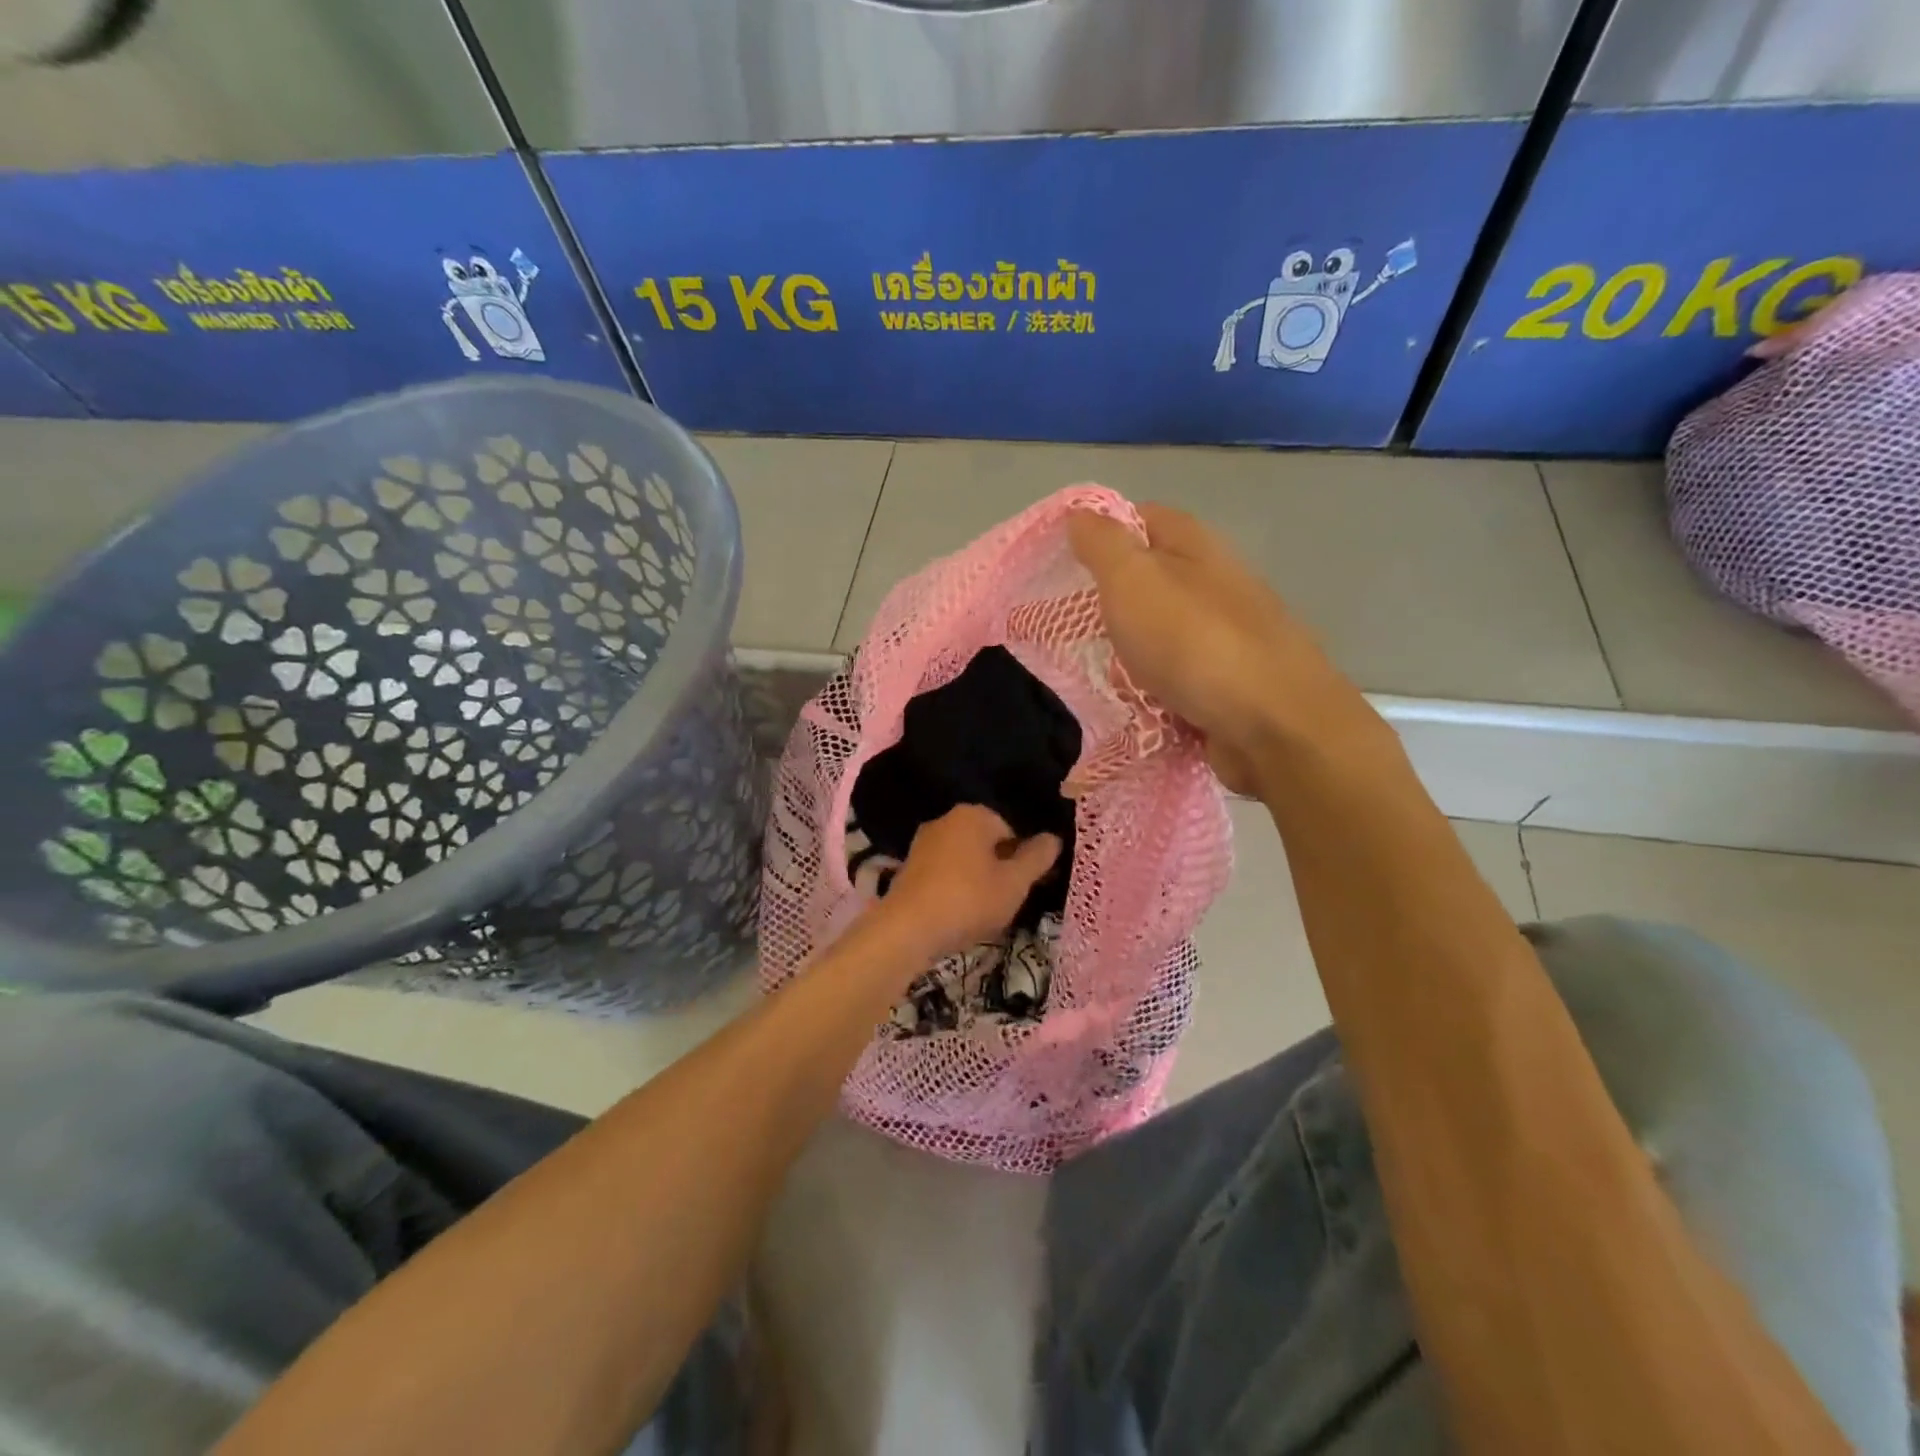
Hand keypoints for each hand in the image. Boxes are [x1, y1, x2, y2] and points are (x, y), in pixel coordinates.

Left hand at [872, 805, 1061, 960]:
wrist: (906, 929)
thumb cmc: (969, 900)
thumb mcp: (1015, 883)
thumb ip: (1037, 858)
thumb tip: (1054, 838)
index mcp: (974, 814)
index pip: (1012, 831)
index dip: (1024, 860)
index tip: (1026, 887)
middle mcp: (946, 819)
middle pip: (987, 843)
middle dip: (1000, 869)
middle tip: (1007, 901)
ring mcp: (923, 843)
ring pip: (965, 859)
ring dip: (977, 881)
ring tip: (983, 912)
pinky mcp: (909, 867)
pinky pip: (944, 873)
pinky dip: (955, 888)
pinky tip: (957, 913)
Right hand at [1069, 503, 1368, 793]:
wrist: (1273, 726)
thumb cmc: (1194, 643)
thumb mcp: (1133, 580)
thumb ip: (1103, 545)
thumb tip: (1079, 515)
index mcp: (1194, 545)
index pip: (1138, 518)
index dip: (1098, 534)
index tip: (1060, 565)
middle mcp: (1214, 582)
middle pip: (1148, 580)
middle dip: (1108, 602)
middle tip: (1070, 625)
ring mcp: (1225, 634)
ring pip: (1159, 633)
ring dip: (1129, 652)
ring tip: (1095, 670)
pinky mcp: (1228, 682)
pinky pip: (1174, 676)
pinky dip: (1152, 688)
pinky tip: (1133, 703)